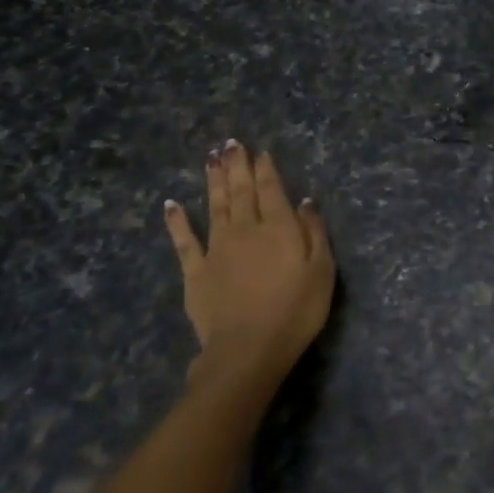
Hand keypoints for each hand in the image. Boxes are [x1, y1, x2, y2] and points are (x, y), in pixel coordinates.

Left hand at [163, 141, 334, 386]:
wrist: (248, 350)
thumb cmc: (296, 311)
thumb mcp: (322, 271)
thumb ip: (314, 233)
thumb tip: (305, 201)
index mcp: (278, 228)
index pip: (272, 190)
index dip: (266, 169)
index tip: (260, 151)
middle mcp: (246, 229)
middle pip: (241, 191)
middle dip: (237, 166)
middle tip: (231, 143)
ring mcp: (217, 249)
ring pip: (215, 206)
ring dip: (213, 180)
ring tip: (210, 158)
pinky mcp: (195, 272)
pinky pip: (184, 241)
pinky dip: (177, 221)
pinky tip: (171, 204)